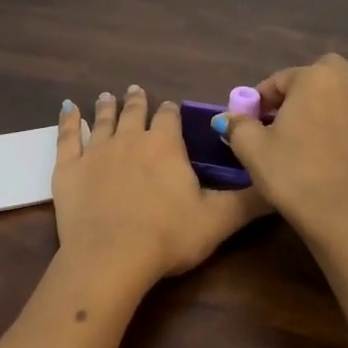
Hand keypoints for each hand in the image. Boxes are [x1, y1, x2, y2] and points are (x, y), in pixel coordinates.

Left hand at [53, 85, 267, 290]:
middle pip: (135, 112)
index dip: (171, 112)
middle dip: (138, 101)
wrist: (110, 257)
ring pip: (103, 120)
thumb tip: (280, 184)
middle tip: (137, 90)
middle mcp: (130, 138)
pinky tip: (67, 108)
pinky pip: (67, 137)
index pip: (170, 117)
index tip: (171, 109)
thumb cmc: (168, 236)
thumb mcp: (219, 220)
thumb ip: (250, 200)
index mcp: (165, 144)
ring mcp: (96, 151)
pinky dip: (68, 121)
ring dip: (107, 106)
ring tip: (107, 95)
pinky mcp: (68, 168)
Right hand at [218, 55, 347, 234]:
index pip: (283, 79)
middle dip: (311, 80)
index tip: (254, 117)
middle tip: (294, 108)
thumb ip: (240, 126)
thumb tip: (229, 118)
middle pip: (330, 68)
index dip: (265, 95)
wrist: (335, 212)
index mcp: (314, 81)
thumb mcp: (251, 148)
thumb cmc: (290, 174)